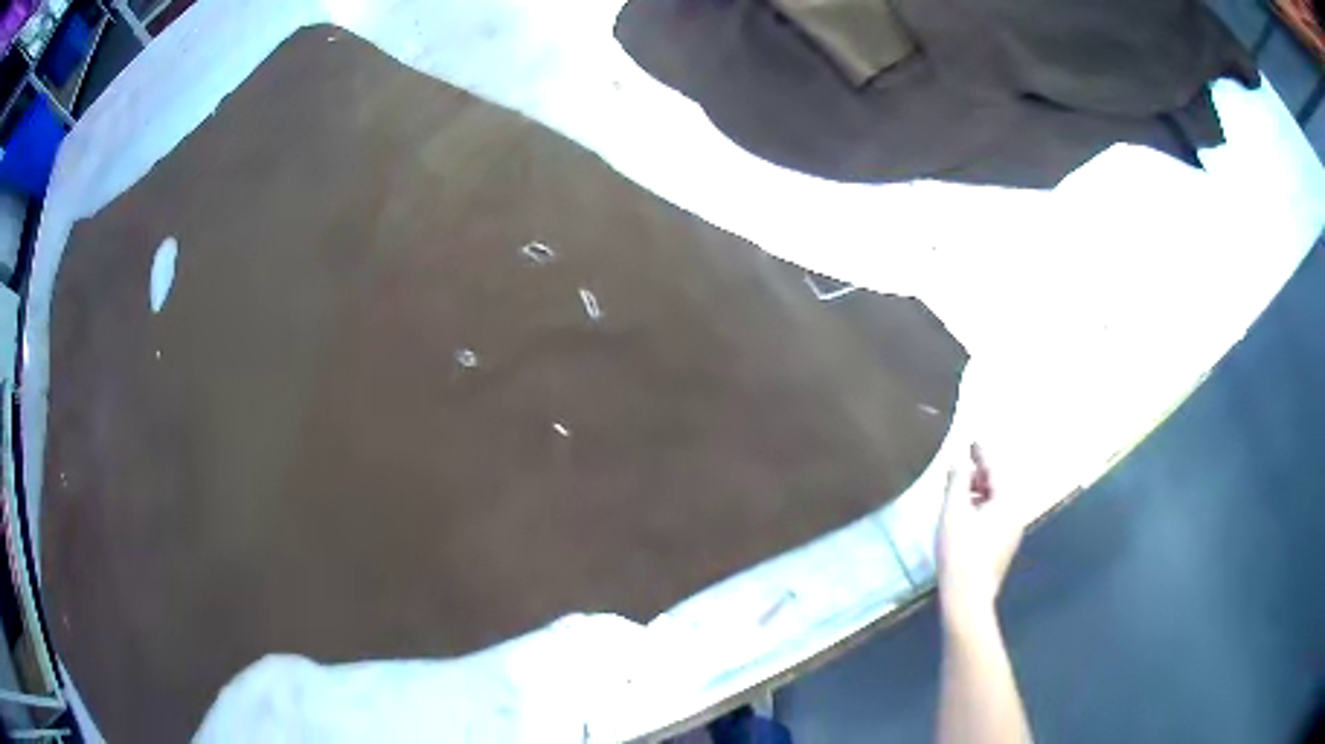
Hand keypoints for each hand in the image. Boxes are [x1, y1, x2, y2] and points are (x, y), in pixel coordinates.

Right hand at [936, 443, 1024, 632]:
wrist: (967, 597)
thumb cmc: (960, 552)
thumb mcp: (953, 512)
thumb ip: (957, 482)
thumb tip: (959, 464)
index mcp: (1007, 501)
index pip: (995, 469)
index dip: (982, 454)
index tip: (972, 442)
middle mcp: (1015, 514)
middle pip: (999, 486)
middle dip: (981, 474)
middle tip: (963, 466)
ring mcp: (1011, 533)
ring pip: (997, 503)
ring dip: (980, 493)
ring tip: (960, 491)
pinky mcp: (1003, 549)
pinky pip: (995, 517)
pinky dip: (982, 508)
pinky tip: (965, 516)